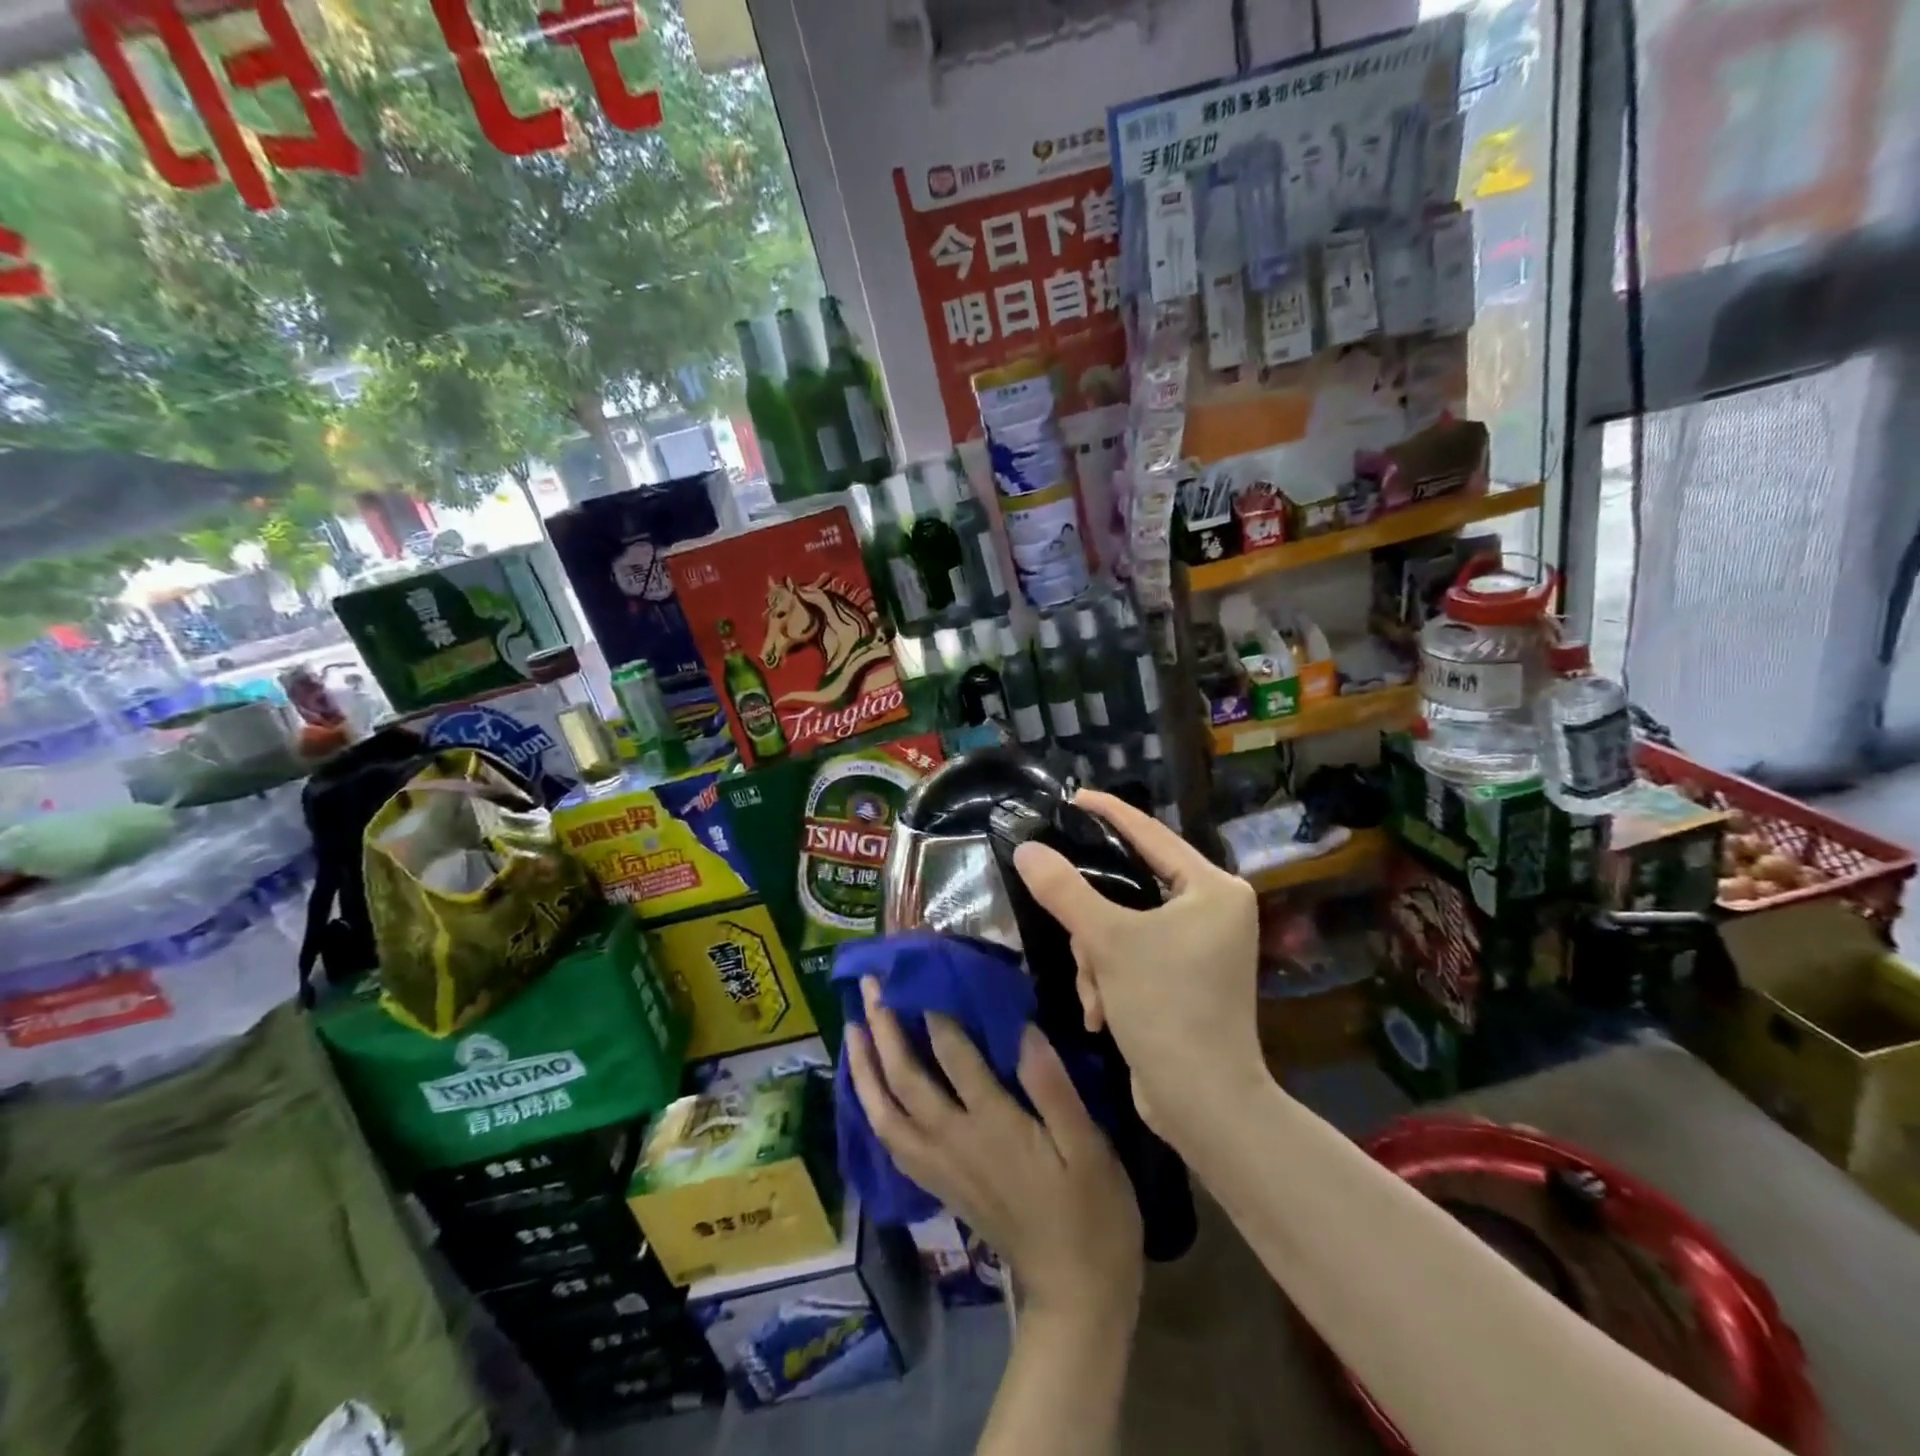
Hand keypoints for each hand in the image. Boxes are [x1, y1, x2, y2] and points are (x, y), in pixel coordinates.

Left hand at [844, 977, 1142, 1319]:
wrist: (1073, 1292)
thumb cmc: (1091, 1211)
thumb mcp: (1089, 1146)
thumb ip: (1053, 1087)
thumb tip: (1021, 1029)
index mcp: (994, 1125)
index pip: (954, 1056)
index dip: (935, 1010)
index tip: (922, 970)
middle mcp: (955, 1142)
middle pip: (905, 1079)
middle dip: (884, 1029)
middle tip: (871, 986)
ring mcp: (940, 1166)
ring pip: (885, 1112)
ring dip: (865, 1068)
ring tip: (851, 1029)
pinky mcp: (938, 1185)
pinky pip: (890, 1141)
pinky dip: (871, 1108)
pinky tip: (868, 1090)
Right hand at [1011, 789, 1266, 1145]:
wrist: (1203, 1105)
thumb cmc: (1167, 1008)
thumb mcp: (1109, 941)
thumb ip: (1065, 890)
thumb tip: (1027, 849)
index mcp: (1213, 888)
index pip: (1152, 833)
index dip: (1109, 813)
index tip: (1072, 796)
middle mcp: (1212, 911)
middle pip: (1131, 887)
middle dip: (1094, 922)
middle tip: (1074, 934)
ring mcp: (1199, 948)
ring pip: (1123, 926)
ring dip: (1097, 959)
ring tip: (1095, 995)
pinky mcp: (1182, 979)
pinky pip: (1131, 956)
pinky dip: (1109, 979)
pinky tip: (1102, 1013)